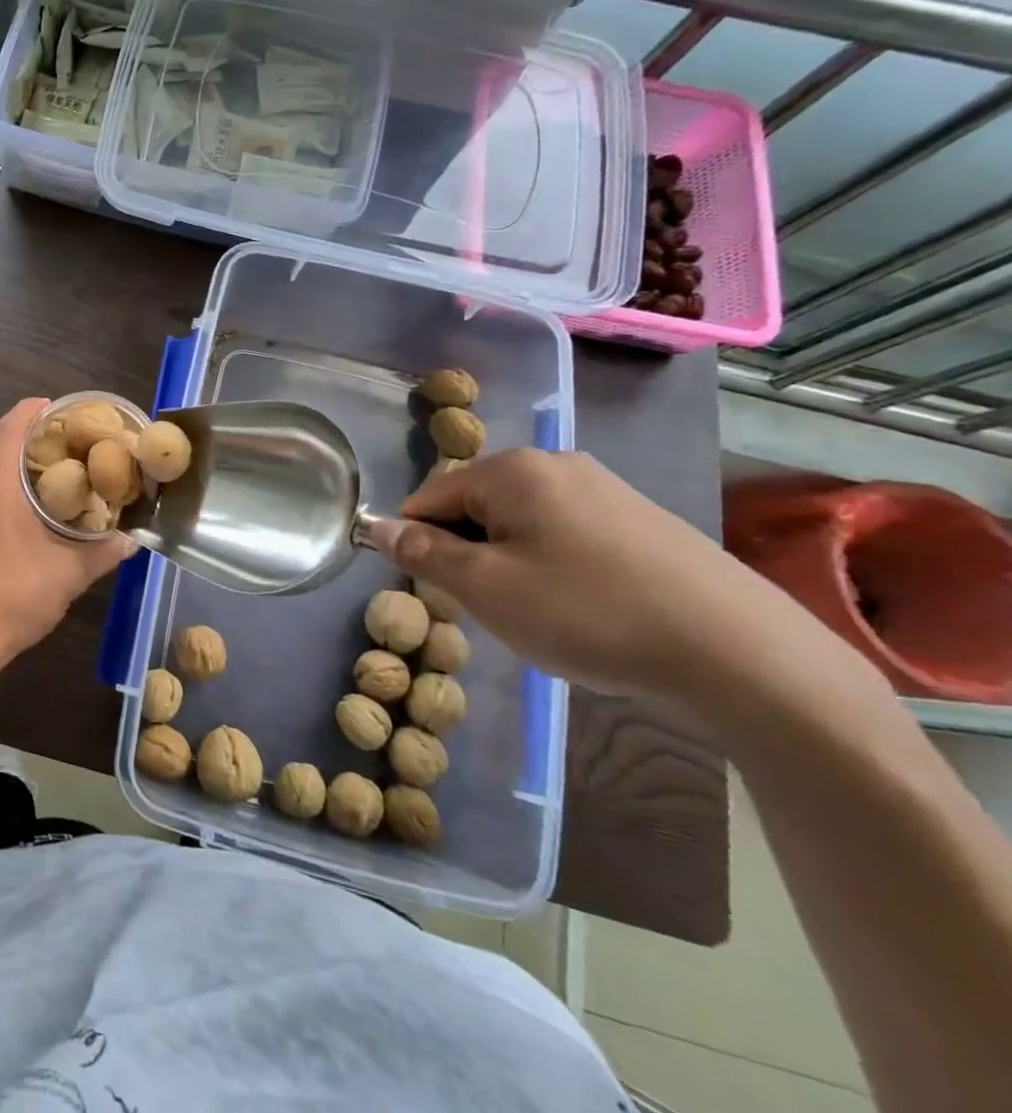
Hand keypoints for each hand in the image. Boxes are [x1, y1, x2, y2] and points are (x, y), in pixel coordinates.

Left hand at [0, 398, 136, 670]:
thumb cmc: (14, 598)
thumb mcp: (69, 574)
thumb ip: (103, 551)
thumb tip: (131, 541)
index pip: (10, 427)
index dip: (34, 410)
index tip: (61, 409)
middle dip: (30, 440)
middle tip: (67, 446)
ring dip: (14, 468)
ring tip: (51, 477)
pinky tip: (22, 514)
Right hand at [365, 448, 801, 699]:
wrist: (741, 653)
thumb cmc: (590, 612)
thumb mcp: (487, 588)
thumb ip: (423, 552)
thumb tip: (375, 526)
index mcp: (511, 469)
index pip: (429, 498)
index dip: (419, 545)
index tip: (443, 593)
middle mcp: (555, 463)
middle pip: (475, 506)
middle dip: (468, 553)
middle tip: (495, 607)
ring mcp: (603, 486)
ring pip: (519, 522)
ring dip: (509, 562)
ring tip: (542, 612)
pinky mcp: (638, 516)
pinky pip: (564, 532)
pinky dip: (553, 565)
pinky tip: (584, 606)